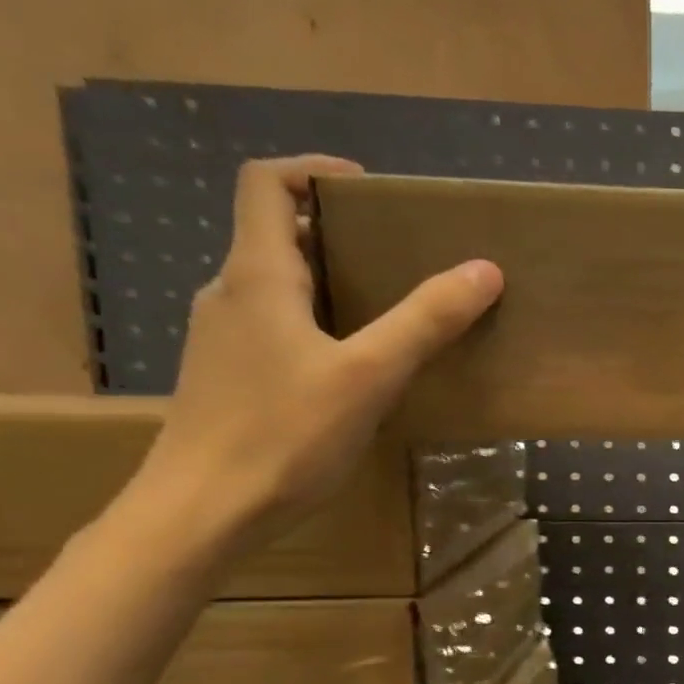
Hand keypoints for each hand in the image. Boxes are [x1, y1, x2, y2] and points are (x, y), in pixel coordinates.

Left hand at [128, 156, 501, 551]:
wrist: (200, 513)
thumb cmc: (282, 435)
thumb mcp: (368, 375)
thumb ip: (425, 320)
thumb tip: (484, 269)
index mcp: (257, 277)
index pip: (266, 184)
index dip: (314, 170)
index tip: (371, 190)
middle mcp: (231, 296)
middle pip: (275, 233)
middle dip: (337, 230)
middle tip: (400, 254)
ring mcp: (225, 341)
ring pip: (278, 287)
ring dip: (330, 280)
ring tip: (389, 309)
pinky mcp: (230, 380)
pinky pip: (277, 328)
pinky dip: (318, 323)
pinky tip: (355, 368)